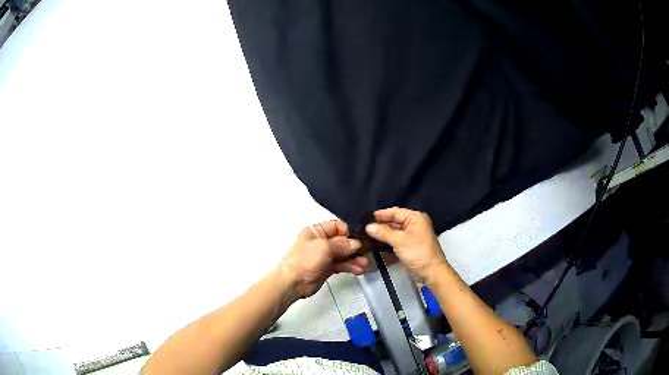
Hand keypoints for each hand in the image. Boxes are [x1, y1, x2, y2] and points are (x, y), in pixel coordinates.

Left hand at [277, 220, 367, 298]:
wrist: (293, 282)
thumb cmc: (303, 261)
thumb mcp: (324, 247)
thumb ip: (342, 244)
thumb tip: (356, 244)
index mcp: (316, 231)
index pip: (337, 226)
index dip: (348, 231)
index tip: (359, 238)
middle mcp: (321, 242)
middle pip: (342, 241)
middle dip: (354, 247)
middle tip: (365, 252)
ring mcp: (324, 256)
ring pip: (344, 254)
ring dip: (355, 258)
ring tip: (364, 264)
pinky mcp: (327, 268)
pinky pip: (342, 265)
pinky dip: (351, 267)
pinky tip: (358, 270)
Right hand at [365, 207, 448, 282]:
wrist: (431, 273)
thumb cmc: (418, 253)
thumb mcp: (399, 241)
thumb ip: (383, 232)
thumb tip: (368, 226)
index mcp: (415, 217)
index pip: (395, 212)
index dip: (380, 214)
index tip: (365, 218)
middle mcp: (415, 223)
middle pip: (394, 220)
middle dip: (380, 224)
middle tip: (363, 228)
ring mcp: (412, 235)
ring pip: (394, 231)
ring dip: (383, 233)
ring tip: (366, 235)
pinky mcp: (410, 245)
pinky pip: (396, 239)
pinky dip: (388, 241)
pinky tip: (376, 243)